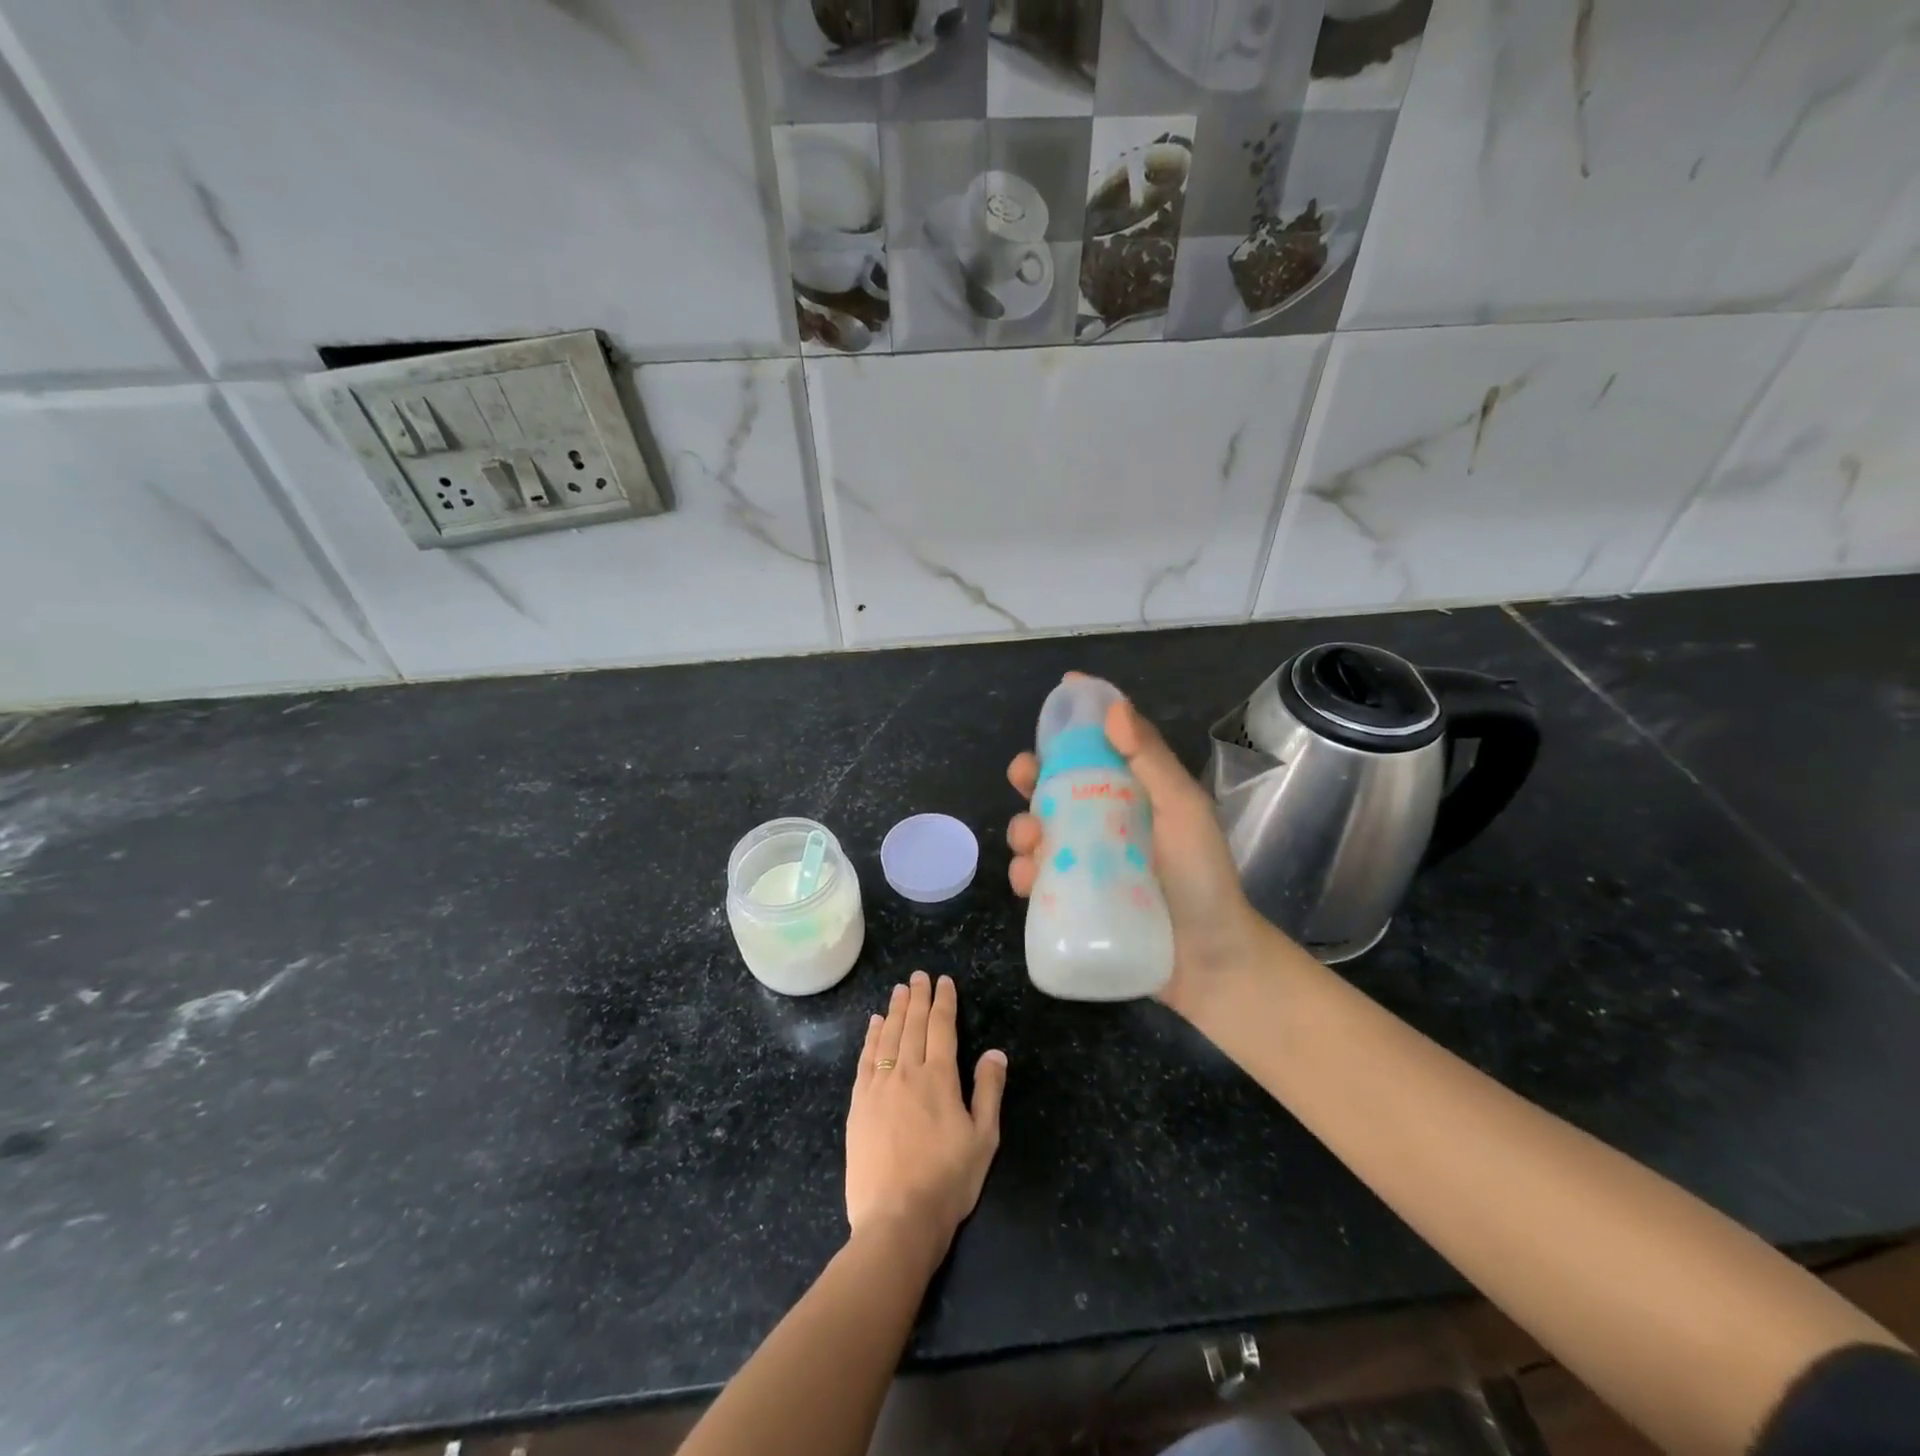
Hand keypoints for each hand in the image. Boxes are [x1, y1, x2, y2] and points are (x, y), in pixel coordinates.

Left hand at [846, 971, 1006, 1248]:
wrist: (897, 1219)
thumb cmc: (948, 1180)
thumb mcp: (983, 1138)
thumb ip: (988, 1091)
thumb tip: (995, 1052)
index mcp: (940, 1078)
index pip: (942, 1027)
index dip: (944, 1001)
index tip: (944, 981)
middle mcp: (907, 1072)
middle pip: (913, 1025)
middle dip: (918, 997)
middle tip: (919, 975)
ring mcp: (879, 1086)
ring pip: (888, 1036)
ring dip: (895, 1010)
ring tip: (899, 990)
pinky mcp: (859, 1104)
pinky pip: (866, 1059)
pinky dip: (871, 1037)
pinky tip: (874, 1024)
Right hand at [1006, 683, 1267, 1020]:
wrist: (1210, 962)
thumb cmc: (1203, 879)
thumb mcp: (1183, 812)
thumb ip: (1152, 761)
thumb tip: (1114, 709)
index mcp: (1133, 796)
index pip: (1099, 750)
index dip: (1075, 726)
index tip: (1056, 701)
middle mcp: (1104, 824)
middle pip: (1056, 790)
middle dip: (1032, 777)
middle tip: (1023, 776)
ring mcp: (1085, 865)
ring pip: (1039, 834)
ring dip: (1023, 829)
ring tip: (1031, 842)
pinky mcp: (1072, 903)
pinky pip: (1037, 881)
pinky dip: (1024, 875)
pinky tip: (1028, 879)